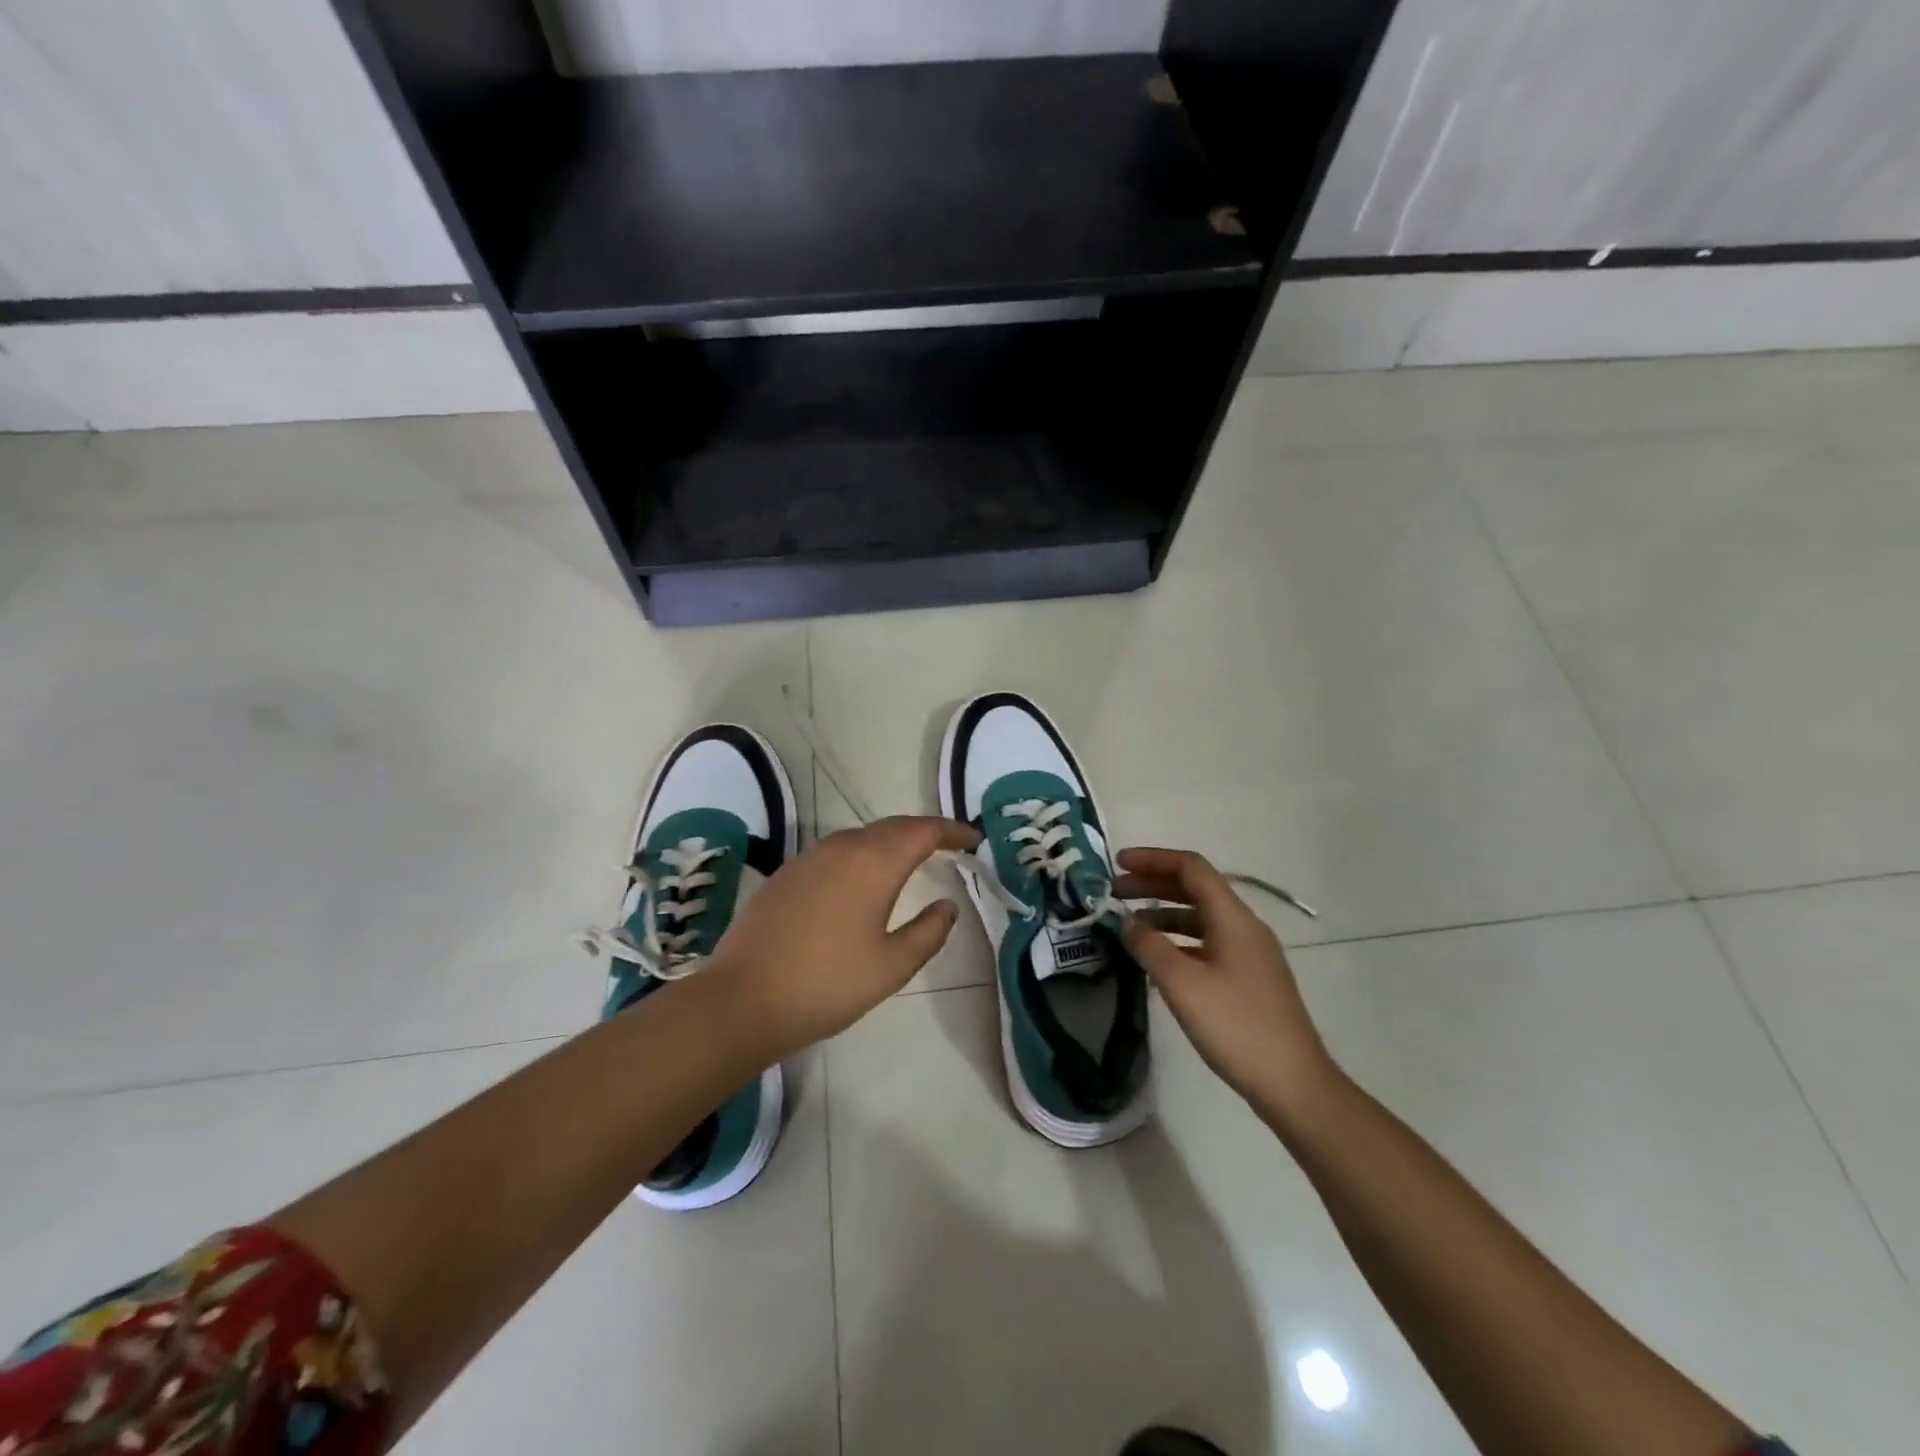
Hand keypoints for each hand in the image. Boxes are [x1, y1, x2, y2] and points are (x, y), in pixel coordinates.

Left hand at [710, 815, 981, 1057]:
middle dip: (924, 832)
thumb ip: (928, 932)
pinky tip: (862, 881)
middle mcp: (842, 848)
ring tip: (911, 861)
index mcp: (873, 863)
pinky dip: (862, 855)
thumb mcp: (891, 966)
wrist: (741, 1000)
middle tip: (950, 846)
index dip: (953, 831)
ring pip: (861, 836)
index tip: (975, 839)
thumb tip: (947, 905)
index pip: (924, 830)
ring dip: (891, 842)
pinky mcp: (787, 875)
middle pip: (893, 827)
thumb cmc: (826, 984)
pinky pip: (836, 852)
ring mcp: (809, 858)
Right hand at [1118, 847, 1339, 1117]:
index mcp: (1233, 918)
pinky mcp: (1248, 979)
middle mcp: (1244, 927)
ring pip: (1200, 917)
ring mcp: (1249, 954)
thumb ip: (1149, 946)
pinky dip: (1177, 940)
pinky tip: (1156, 959)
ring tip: (1127, 926)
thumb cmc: (1236, 1027)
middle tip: (1114, 892)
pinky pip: (1206, 943)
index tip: (1117, 863)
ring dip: (1162, 913)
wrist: (1293, 1085)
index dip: (1153, 859)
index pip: (1191, 868)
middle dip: (1153, 884)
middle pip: (1195, 889)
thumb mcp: (1182, 984)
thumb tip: (1127, 923)